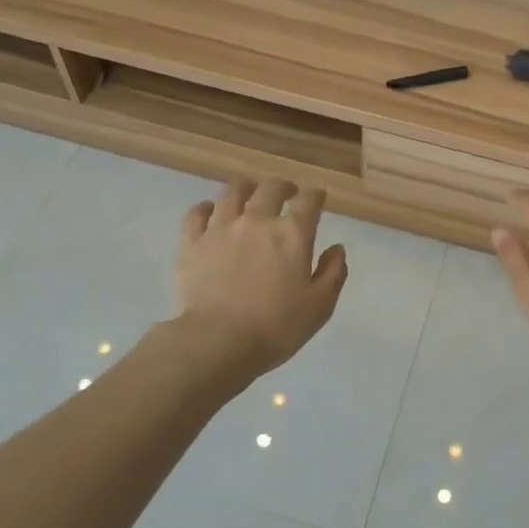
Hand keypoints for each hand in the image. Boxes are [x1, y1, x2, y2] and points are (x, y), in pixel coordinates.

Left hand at [173, 179, 348, 377]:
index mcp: (292, 234)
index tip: (318, 198)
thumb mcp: (320, 306)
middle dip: (283, 187)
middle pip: (270, 188)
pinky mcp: (192, 243)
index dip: (315, 196)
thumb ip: (333, 272)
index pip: (308, 201)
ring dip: (246, 189)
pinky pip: (197, 212)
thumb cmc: (277, 327)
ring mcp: (220, 228)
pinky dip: (207, 207)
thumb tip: (336, 248)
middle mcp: (257, 221)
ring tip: (250, 195)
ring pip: (233, 192)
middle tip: (287, 194)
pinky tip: (211, 212)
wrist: (219, 341)